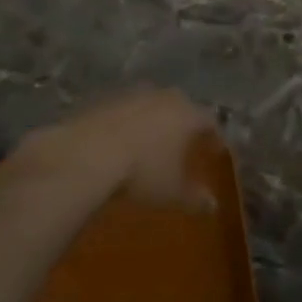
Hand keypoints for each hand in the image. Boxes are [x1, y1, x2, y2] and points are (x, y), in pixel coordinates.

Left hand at [15, 87, 217, 209]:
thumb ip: (194, 198)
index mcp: (187, 115)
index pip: (210, 122)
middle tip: (184, 144)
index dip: (214, 137)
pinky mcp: (105, 99)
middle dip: (185, 124)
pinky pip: (126, 110)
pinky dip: (129, 123)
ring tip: (151, 143)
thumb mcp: (171, 192)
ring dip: (155, 121)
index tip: (215, 152)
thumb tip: (213, 206)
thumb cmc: (141, 172)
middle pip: (182, 106)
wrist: (86, 154)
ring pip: (152, 105)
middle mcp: (164, 97)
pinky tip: (121, 141)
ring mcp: (133, 95)